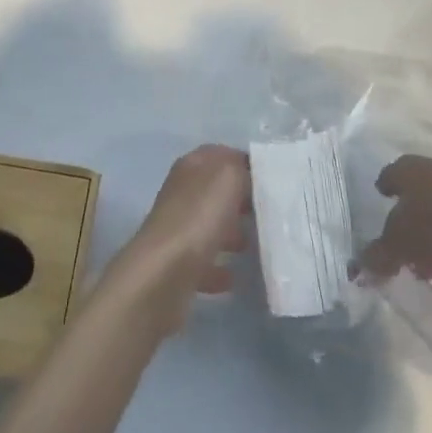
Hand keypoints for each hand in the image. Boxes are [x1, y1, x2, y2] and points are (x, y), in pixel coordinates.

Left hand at [106, 145, 250, 331]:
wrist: (162, 275)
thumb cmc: (198, 218)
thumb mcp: (228, 178)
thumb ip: (240, 169)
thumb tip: (247, 174)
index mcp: (191, 166)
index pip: (219, 155)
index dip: (243, 162)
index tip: (269, 178)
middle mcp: (181, 193)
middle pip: (215, 190)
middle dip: (239, 199)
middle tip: (267, 211)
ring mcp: (177, 229)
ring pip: (209, 224)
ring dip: (230, 233)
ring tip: (254, 244)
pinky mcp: (176, 265)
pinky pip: (203, 262)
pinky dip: (218, 268)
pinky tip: (233, 278)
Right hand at [357, 153, 431, 282]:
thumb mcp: (399, 242)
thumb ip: (378, 256)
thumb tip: (357, 271)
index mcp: (406, 169)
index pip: (388, 176)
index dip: (383, 189)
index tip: (379, 201)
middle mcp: (429, 171)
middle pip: (412, 194)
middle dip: (404, 217)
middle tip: (396, 240)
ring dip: (426, 234)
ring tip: (418, 262)